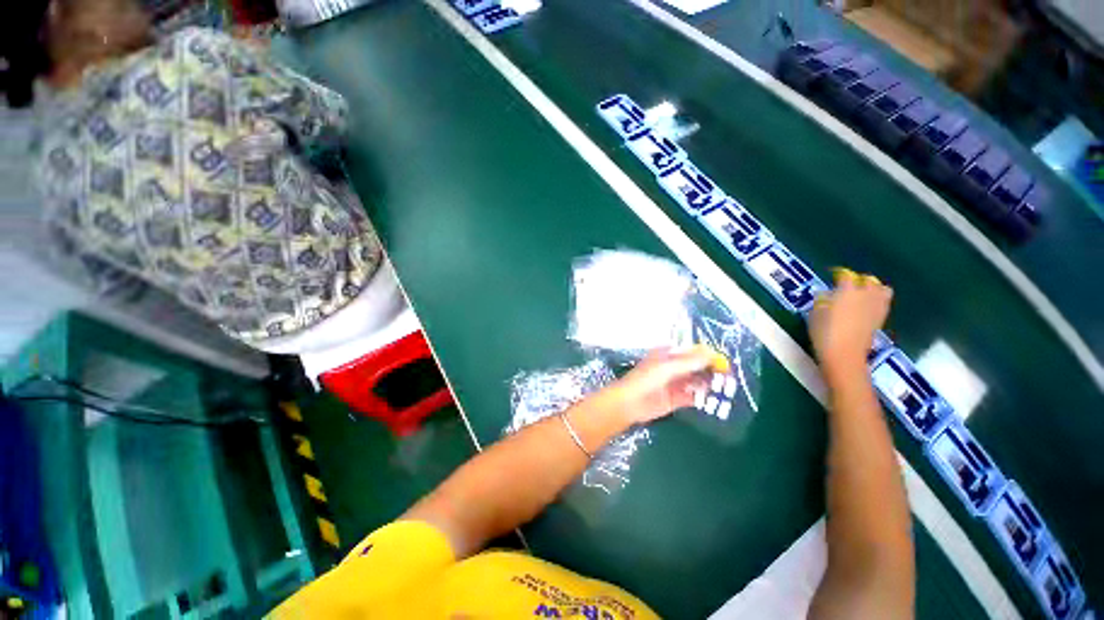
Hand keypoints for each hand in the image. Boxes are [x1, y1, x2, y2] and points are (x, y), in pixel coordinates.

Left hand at [603, 345, 728, 423]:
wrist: (630, 403)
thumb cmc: (646, 379)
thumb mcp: (668, 367)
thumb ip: (691, 361)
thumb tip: (713, 353)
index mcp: (669, 354)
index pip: (693, 352)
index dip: (708, 355)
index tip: (724, 362)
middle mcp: (673, 367)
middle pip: (697, 366)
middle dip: (711, 370)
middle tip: (728, 377)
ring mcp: (675, 383)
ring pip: (697, 381)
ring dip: (708, 384)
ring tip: (722, 388)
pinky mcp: (676, 399)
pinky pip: (693, 396)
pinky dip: (701, 397)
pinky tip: (710, 398)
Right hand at [809, 268, 892, 376]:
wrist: (844, 354)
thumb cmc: (824, 332)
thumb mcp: (815, 313)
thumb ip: (822, 300)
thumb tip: (826, 294)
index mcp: (848, 291)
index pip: (846, 275)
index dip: (839, 274)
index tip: (832, 276)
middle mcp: (866, 295)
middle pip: (868, 281)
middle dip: (859, 281)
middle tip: (847, 286)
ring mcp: (876, 307)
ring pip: (882, 290)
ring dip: (873, 289)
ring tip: (861, 295)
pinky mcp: (880, 319)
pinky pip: (883, 303)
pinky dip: (876, 301)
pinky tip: (865, 307)